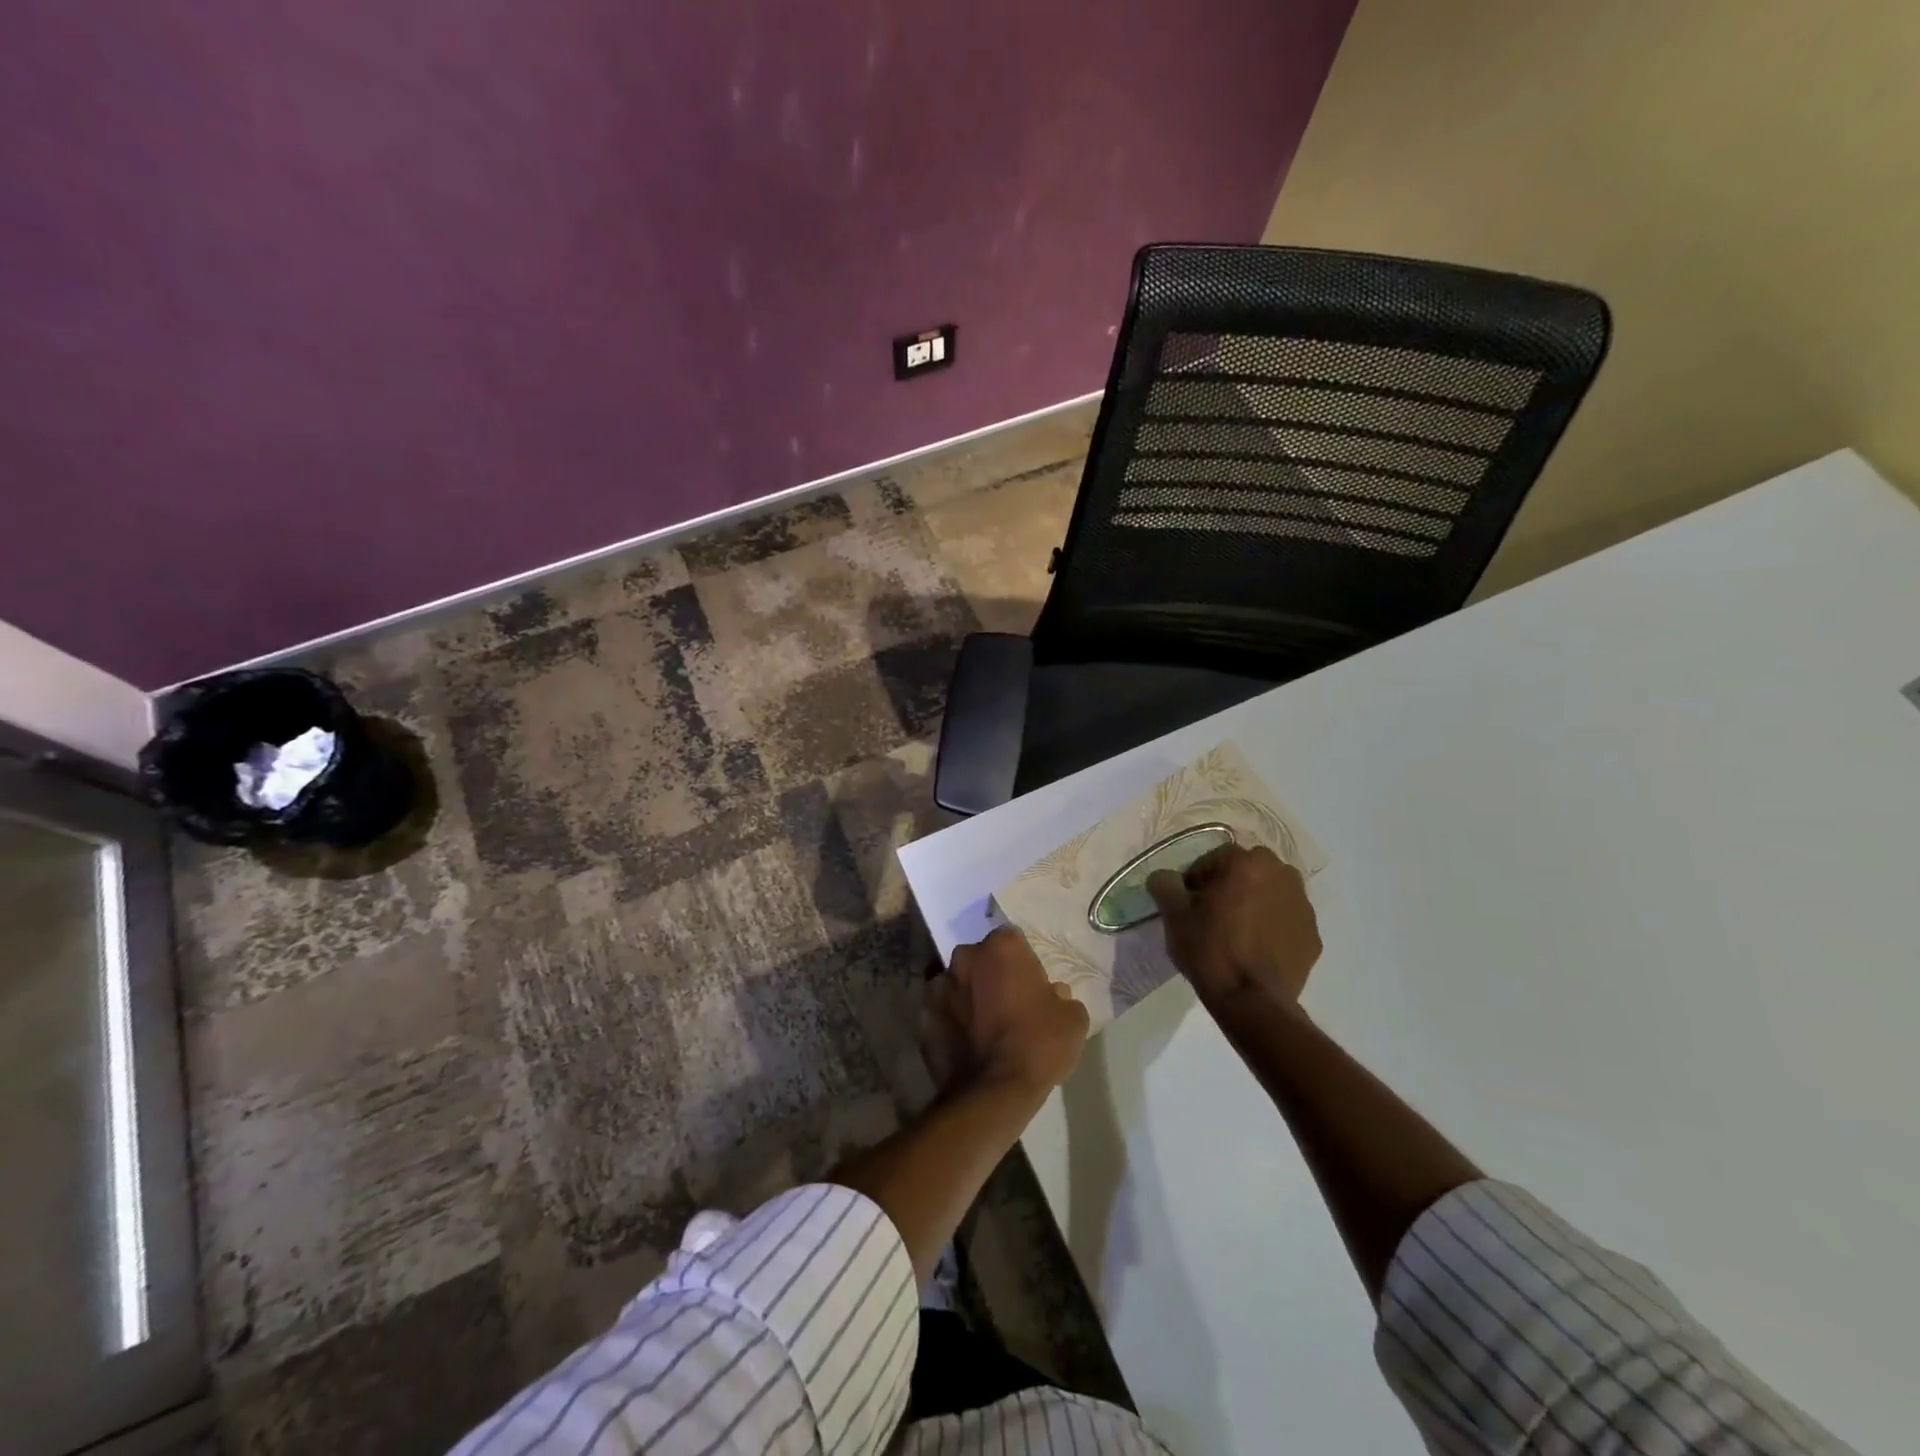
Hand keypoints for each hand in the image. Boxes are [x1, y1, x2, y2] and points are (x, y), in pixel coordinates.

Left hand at [922, 927, 1089, 1095]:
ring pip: (957, 983)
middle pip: (980, 958)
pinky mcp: (924, 1016)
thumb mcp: (1073, 1019)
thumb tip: (1053, 994)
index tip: (1030, 984)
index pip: (1012, 940)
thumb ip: (1062, 997)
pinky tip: (966, 1042)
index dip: (1022, 962)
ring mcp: (939, 986)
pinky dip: (951, 1020)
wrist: (994, 1092)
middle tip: (1007, 1003)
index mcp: (1001, 948)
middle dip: (990, 974)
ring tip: (983, 1026)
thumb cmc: (1038, 1045)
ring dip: (968, 996)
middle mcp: (965, 957)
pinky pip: (942, 1011)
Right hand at [1147, 844, 1320, 1008]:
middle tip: (1211, 915)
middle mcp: (1282, 874)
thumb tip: (1165, 877)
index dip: (1195, 880)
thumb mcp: (1174, 915)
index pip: (1213, 859)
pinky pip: (1285, 921)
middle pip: (1246, 872)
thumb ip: (1165, 884)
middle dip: (1229, 887)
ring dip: (1253, 904)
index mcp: (1248, 863)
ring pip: (1269, 894)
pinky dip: (1271, 927)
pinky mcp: (1313, 935)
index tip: (1188, 904)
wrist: (1253, 1002)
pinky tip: (1255, 950)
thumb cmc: (1211, 950)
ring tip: (1235, 934)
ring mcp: (1303, 906)